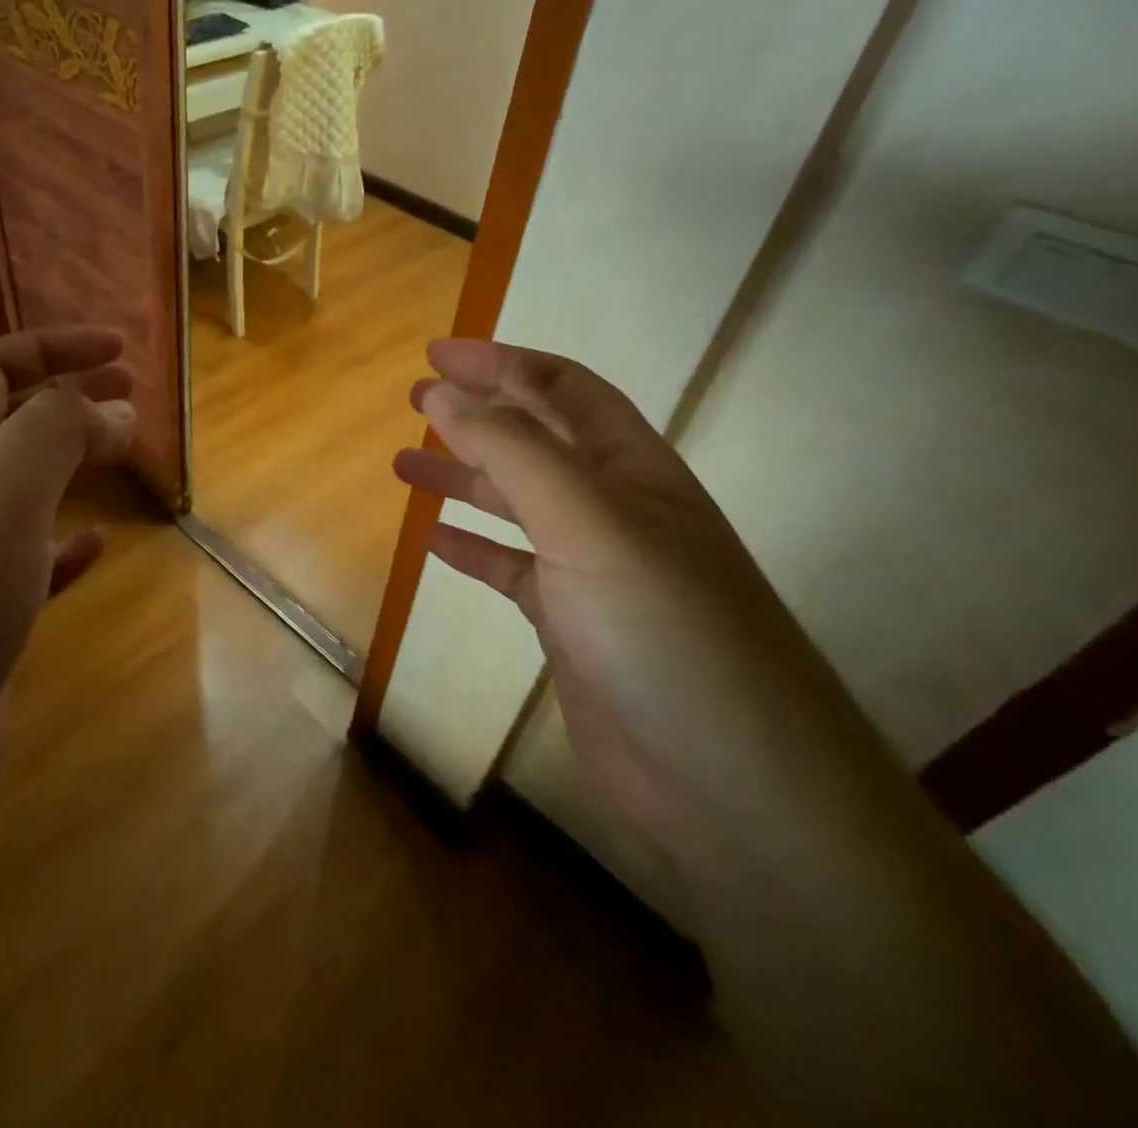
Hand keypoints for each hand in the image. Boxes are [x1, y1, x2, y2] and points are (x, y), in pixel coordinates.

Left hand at [0, 327, 135, 870]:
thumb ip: (55, 435)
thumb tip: (111, 405)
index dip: (52, 348)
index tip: (118, 349)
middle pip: (3, 426)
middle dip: (65, 399)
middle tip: (129, 397)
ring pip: (18, 495)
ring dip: (68, 467)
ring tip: (119, 458)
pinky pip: (27, 570)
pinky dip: (63, 548)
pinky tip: (94, 550)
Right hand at [395, 339, 919, 930]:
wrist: (732, 783)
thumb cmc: (663, 628)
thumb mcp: (587, 520)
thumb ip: (512, 451)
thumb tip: (443, 392)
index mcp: (632, 468)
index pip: (563, 388)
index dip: (501, 363)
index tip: (436, 353)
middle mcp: (614, 509)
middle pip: (536, 441)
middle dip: (478, 413)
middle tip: (415, 399)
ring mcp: (593, 569)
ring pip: (516, 504)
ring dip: (464, 477)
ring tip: (404, 464)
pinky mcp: (573, 625)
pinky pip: (512, 569)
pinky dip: (474, 549)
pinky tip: (435, 541)